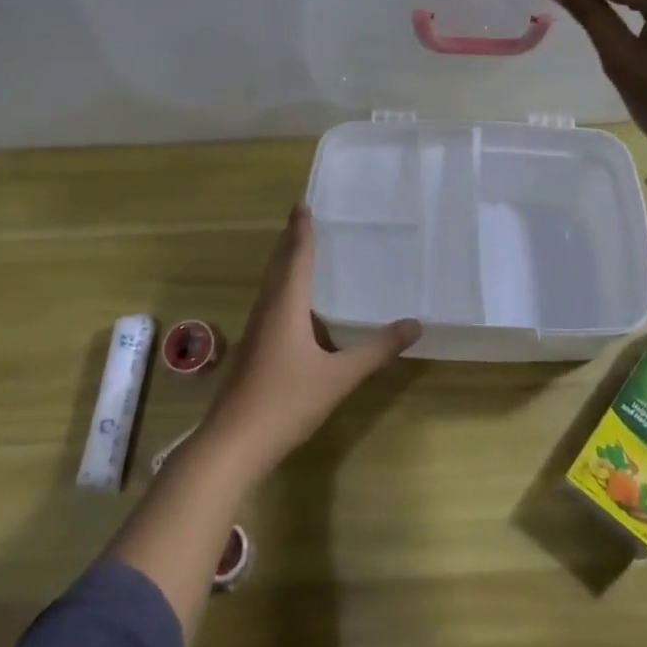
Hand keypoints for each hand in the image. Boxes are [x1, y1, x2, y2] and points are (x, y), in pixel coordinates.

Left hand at [201, 204, 420, 473]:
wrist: (232, 443)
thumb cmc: (286, 402)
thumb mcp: (339, 377)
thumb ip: (376, 351)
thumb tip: (414, 324)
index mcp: (285, 306)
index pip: (296, 257)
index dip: (301, 230)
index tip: (303, 204)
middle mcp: (267, 309)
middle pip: (278, 265)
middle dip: (290, 240)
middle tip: (303, 218)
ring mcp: (255, 330)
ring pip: (270, 284)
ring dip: (284, 263)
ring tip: (299, 250)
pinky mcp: (252, 348)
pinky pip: (269, 302)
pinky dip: (282, 287)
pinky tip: (293, 303)